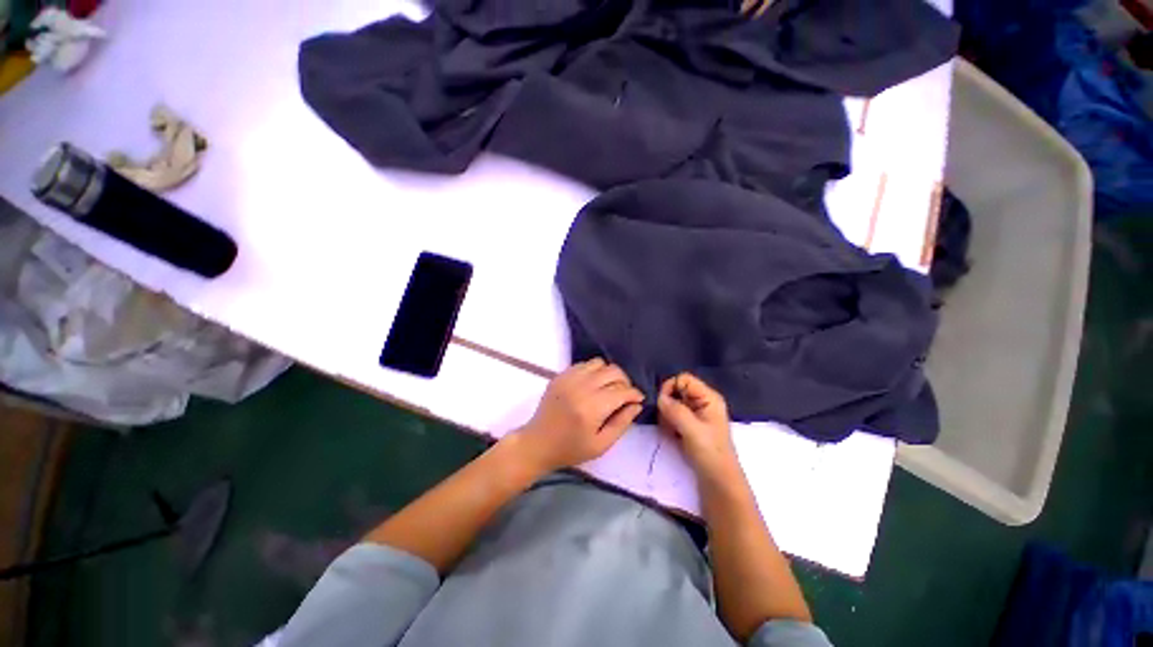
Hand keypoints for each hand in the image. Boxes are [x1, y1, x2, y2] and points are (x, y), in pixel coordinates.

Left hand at [511, 358, 643, 472]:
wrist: (538, 443)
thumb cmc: (570, 449)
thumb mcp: (601, 445)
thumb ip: (622, 423)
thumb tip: (637, 405)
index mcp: (592, 408)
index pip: (622, 391)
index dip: (635, 394)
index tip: (638, 399)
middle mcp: (581, 387)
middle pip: (613, 371)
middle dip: (625, 381)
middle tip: (625, 394)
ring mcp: (568, 378)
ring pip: (599, 363)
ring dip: (609, 373)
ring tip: (609, 388)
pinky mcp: (560, 375)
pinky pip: (584, 364)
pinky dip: (593, 371)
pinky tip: (593, 384)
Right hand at [657, 373, 740, 482]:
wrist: (718, 482)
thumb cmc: (710, 454)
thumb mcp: (693, 430)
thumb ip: (675, 410)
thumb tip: (659, 397)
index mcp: (708, 397)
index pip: (683, 379)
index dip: (670, 387)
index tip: (663, 404)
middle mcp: (702, 402)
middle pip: (676, 390)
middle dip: (667, 404)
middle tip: (667, 422)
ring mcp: (695, 414)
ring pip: (672, 403)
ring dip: (666, 415)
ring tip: (671, 432)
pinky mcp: (689, 425)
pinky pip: (672, 415)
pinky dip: (668, 423)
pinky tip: (672, 436)